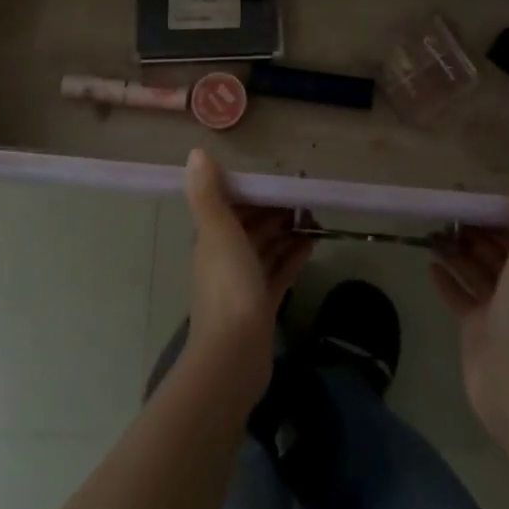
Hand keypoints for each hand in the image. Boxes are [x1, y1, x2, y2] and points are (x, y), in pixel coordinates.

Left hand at [182, 149, 313, 405]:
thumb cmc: (228, 286)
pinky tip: (312, 243)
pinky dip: (293, 256)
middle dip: (274, 210)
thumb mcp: (217, 231)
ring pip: (267, 248)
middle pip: (251, 226)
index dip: (253, 191)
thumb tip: (195, 152)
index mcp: (212, 239)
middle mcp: (225, 258)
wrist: (233, 356)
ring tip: (313, 217)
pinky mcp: (262, 306)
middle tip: (304, 197)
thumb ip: (207, 193)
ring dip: (286, 232)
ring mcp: (244, 284)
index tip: (279, 179)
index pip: (232, 205)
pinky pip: (280, 272)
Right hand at [430, 185, 508, 448]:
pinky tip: (429, 266)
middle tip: (445, 213)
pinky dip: (446, 281)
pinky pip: (459, 297)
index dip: (496, 213)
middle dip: (473, 230)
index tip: (470, 196)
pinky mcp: (476, 329)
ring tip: (432, 234)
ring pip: (474, 271)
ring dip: (456, 251)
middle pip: (494, 250)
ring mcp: (496, 310)